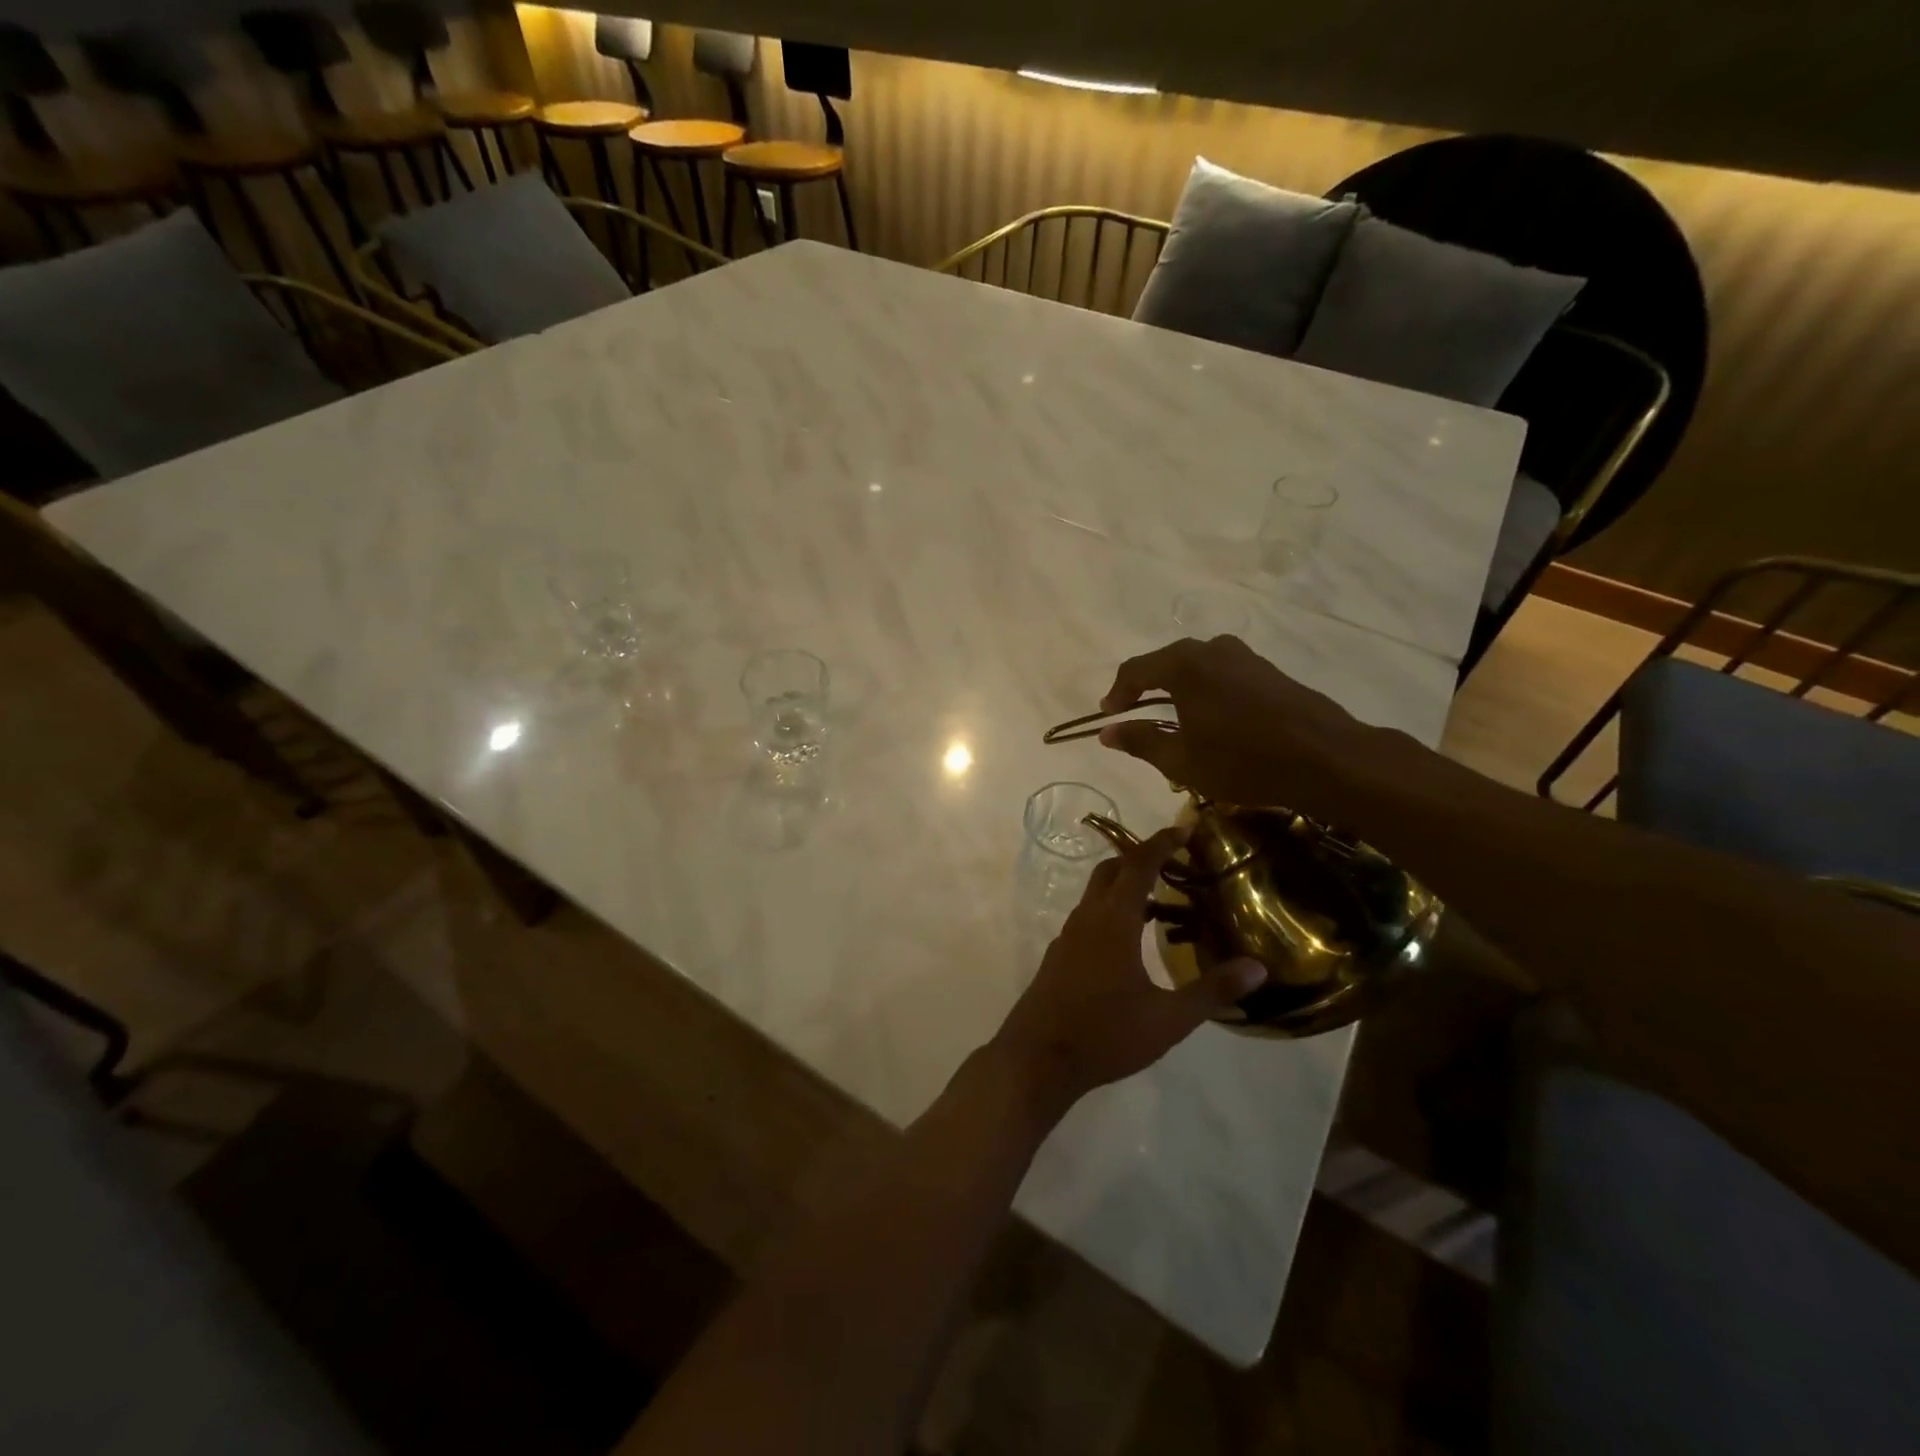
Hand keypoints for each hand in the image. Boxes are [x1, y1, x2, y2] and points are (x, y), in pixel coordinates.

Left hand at [993, 826, 1267, 1105]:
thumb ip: (1212, 991)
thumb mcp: (1167, 1019)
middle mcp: (1086, 919)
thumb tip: (1257, 967)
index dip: (1162, 843)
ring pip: (1097, 896)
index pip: (1138, 865)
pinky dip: (1112, 914)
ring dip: (1126, 890)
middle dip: (1141, 860)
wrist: (1036, 1059)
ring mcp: (1067, 937)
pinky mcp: (1058, 957)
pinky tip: (1131, 946)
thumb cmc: (1105, 1034)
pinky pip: (1088, 919)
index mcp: (1113, 921)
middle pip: (1111, 871)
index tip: (1185, 829)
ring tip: (1163, 908)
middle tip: (1175, 866)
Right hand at [1097, 636, 1375, 818]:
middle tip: (1135, 715)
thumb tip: (1106, 733)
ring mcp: (1243, 656)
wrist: (1326, 758)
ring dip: (1177, 689)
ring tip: (1172, 719)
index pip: (1135, 670)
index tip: (1108, 715)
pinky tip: (1210, 717)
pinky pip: (1221, 673)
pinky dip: (1204, 690)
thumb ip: (1141, 741)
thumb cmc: (1243, 761)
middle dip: (1146, 688)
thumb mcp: (1182, 760)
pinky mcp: (1267, 669)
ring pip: (1196, 666)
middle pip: (1166, 663)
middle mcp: (1211, 649)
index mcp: (1184, 665)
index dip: (1117, 693)